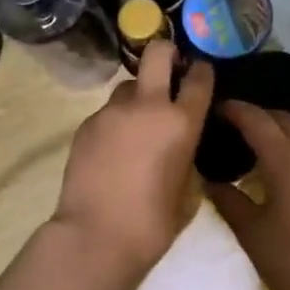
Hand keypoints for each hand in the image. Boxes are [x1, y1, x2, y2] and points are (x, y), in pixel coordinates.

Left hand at [51, 42, 213, 289]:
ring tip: (136, 122)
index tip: (200, 72)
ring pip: (127, 85)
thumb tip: (181, 144)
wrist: (96, 236)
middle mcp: (147, 106)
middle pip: (157, 53)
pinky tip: (114, 148)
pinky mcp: (86, 124)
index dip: (202, 70)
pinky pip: (107, 112)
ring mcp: (112, 112)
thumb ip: (188, 157)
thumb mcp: (188, 191)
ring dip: (137, 94)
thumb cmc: (153, 223)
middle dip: (166, 52)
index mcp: (181, 122)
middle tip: (169, 68)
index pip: (199, 78)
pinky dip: (115, 121)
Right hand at [206, 102, 289, 289]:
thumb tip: (211, 181)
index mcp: (287, 160)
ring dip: (283, 136)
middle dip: (260, 117)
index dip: (236, 110)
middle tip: (236, 129)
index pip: (257, 120)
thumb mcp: (252, 234)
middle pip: (285, 120)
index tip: (218, 108)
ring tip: (262, 153)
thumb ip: (229, 201)